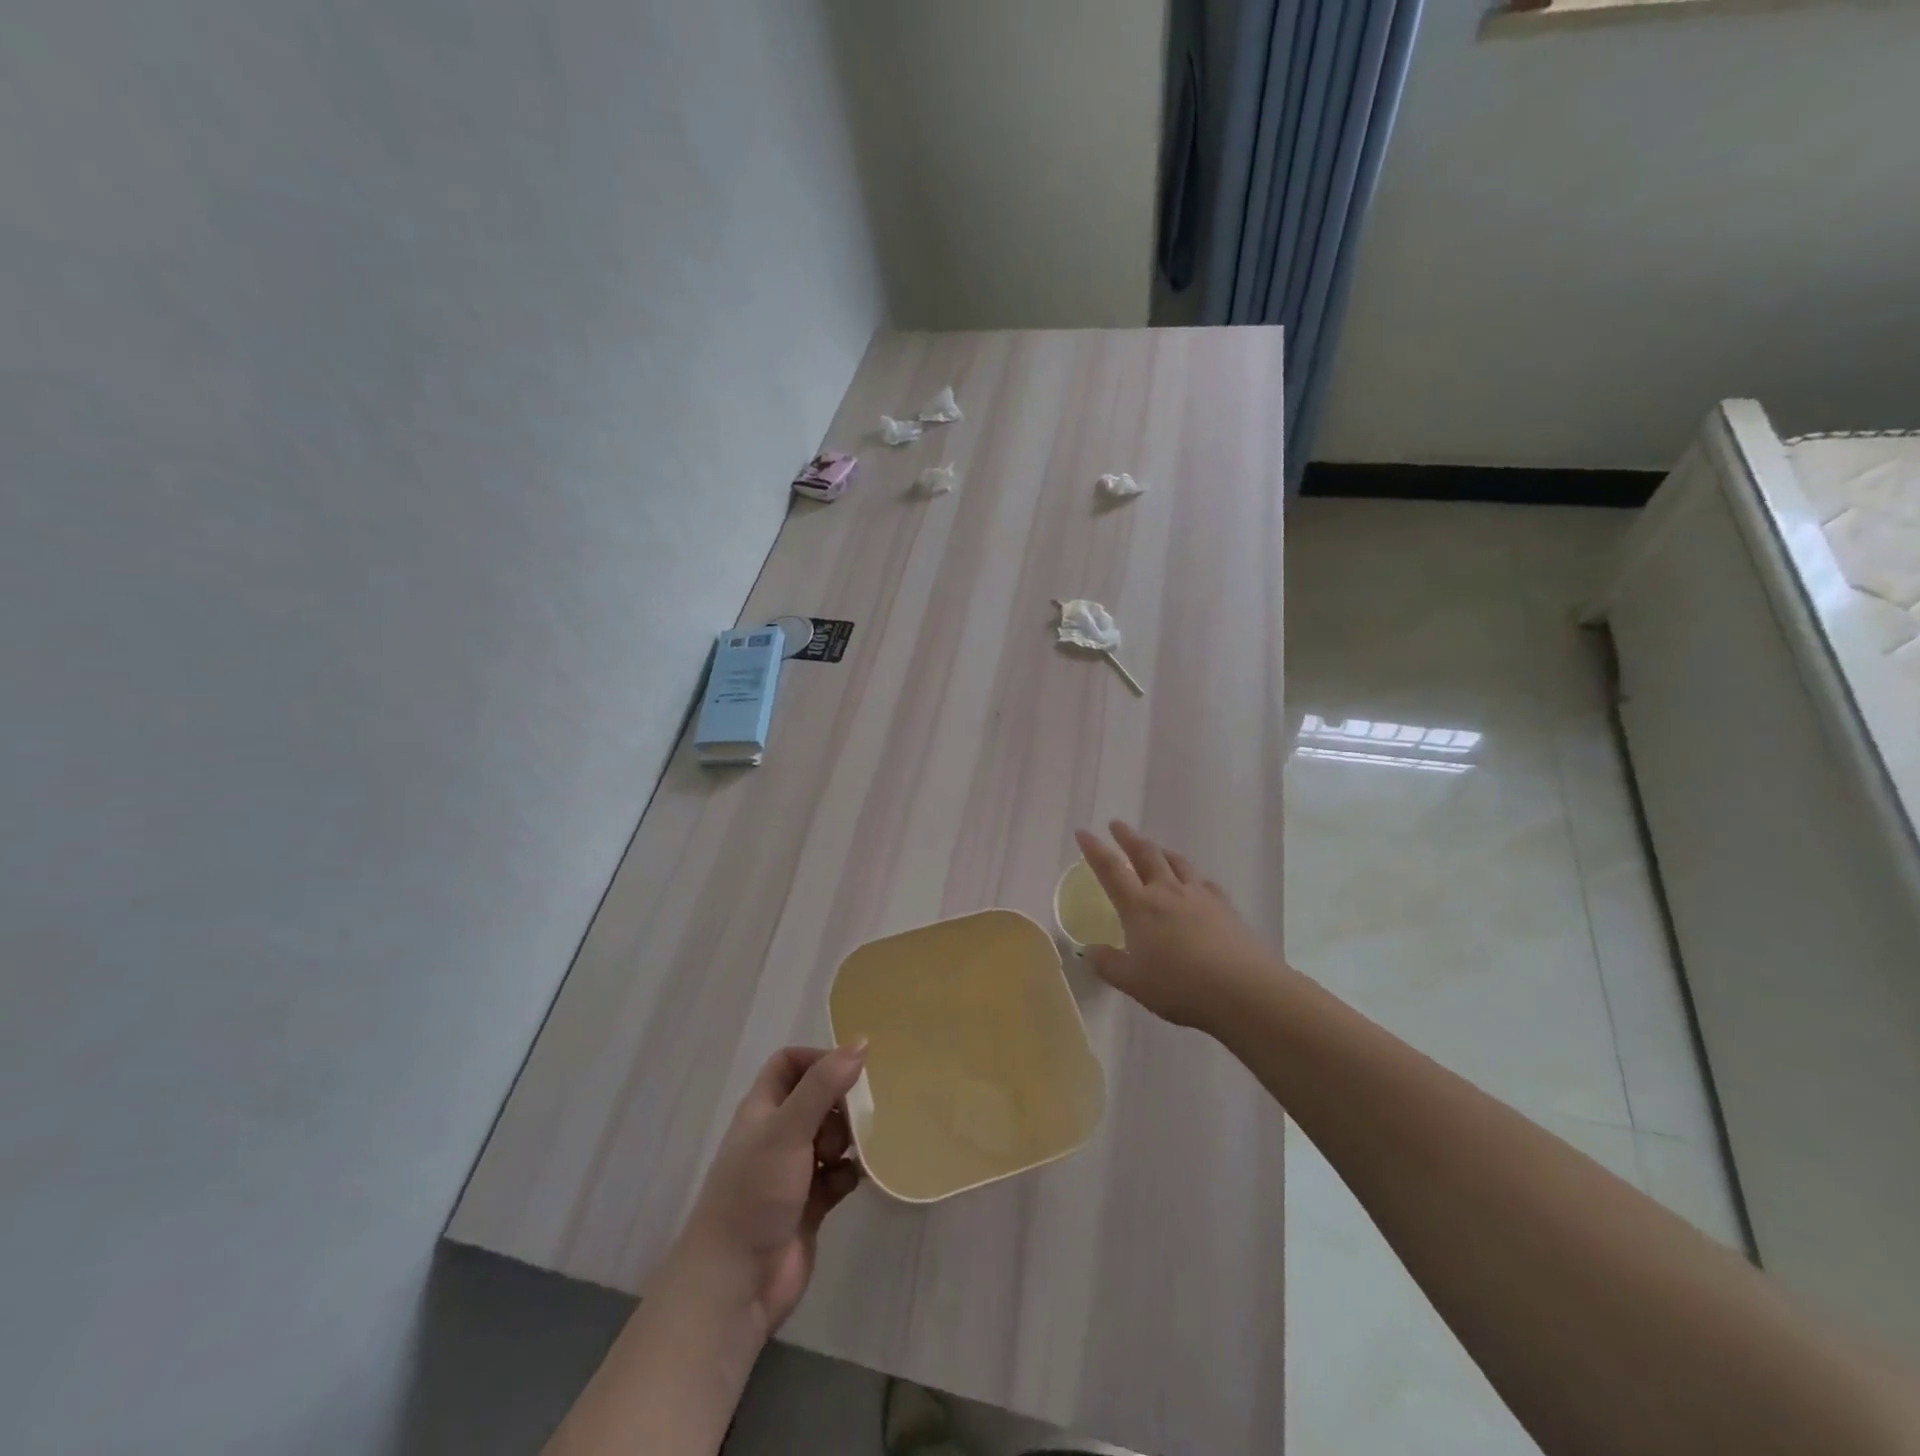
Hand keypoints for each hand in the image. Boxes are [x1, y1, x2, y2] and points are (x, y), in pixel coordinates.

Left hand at [674, 1043, 866, 1336]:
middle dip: (841, 1102)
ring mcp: (793, 1171)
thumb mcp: (788, 1129)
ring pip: (831, 1137)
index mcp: (763, 1109)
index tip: (848, 1070)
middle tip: (857, 1116)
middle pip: (817, 1098)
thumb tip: (861, 1042)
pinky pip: (839, 1176)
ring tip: (853, 1152)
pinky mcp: (811, 1205)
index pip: (789, 1063)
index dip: (817, 1059)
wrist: (735, 1283)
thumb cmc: (755, 1192)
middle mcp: (777, 1135)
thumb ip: (824, 1085)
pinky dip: (850, 1174)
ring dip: (849, 1138)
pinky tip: (857, 1179)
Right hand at [1074, 820, 1279, 1031]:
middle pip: (1145, 854)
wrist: (1244, 989)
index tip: (1083, 832)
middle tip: (1117, 825)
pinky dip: (1191, 874)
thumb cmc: (1181, 987)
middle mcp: (1167, 891)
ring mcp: (1199, 895)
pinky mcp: (1224, 906)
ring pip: (1176, 861)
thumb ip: (1108, 964)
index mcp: (1139, 906)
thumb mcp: (1133, 982)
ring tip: (1154, 847)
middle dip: (1128, 837)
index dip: (1095, 849)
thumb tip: (1089, 950)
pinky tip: (1194, 881)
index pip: (1111, 869)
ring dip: (1160, 850)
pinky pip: (1203, 880)